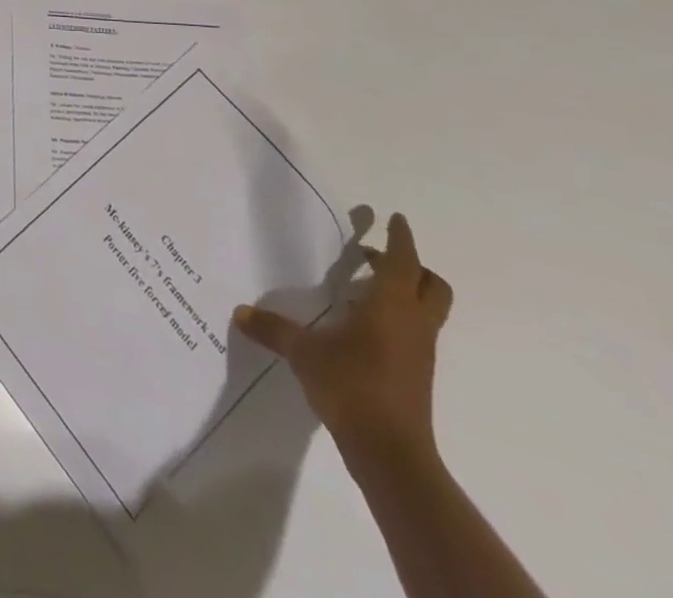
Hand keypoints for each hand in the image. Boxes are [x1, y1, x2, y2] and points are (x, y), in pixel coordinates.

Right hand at [234, 212, 452, 468]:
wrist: (391, 454)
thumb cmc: (351, 386)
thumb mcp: (303, 352)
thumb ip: (273, 329)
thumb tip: (240, 312)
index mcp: (391, 307)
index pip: (404, 262)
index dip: (400, 238)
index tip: (394, 219)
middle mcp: (413, 324)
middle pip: (432, 286)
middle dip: (411, 266)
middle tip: (376, 257)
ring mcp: (420, 352)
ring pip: (426, 310)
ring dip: (404, 293)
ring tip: (362, 288)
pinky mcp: (416, 375)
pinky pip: (414, 333)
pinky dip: (396, 319)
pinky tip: (361, 326)